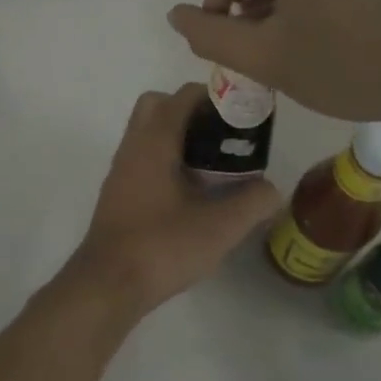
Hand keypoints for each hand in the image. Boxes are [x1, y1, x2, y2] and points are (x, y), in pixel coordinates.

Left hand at [64, 84, 281, 316]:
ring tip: (215, 167)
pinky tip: (192, 194)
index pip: (182, 96)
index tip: (244, 115)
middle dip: (192, 112)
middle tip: (224, 137)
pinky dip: (167, 162)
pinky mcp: (118, 195)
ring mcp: (121, 171)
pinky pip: (144, 160)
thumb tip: (272, 190)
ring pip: (148, 135)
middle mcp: (133, 147)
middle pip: (158, 106)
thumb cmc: (162, 246)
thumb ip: (253, 202)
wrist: (108, 285)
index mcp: (154, 142)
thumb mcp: (220, 227)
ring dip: (179, 139)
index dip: (215, 97)